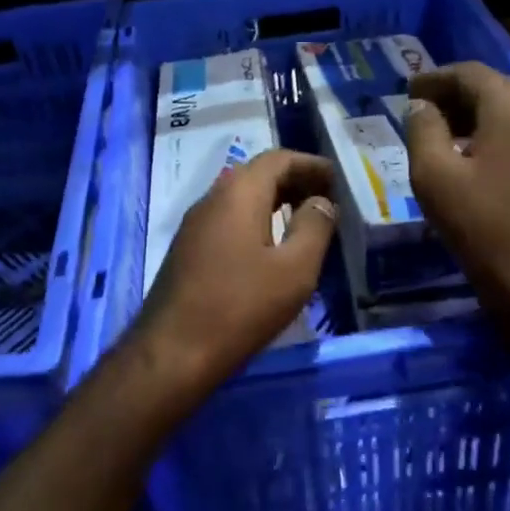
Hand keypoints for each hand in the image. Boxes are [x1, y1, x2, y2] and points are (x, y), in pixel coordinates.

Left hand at [133, 149, 338, 390]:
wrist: (173, 352)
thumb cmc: (241, 307)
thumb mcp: (294, 269)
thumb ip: (314, 227)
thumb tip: (321, 202)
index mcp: (238, 194)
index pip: (277, 159)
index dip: (310, 164)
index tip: (336, 179)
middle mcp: (211, 199)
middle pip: (256, 175)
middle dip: (293, 180)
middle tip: (324, 198)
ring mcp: (194, 226)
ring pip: (239, 198)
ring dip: (273, 201)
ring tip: (303, 220)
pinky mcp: (187, 251)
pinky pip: (227, 220)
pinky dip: (255, 220)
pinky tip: (270, 246)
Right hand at [402, 62, 509, 305]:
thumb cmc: (475, 219)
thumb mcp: (433, 172)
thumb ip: (423, 128)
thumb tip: (422, 106)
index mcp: (509, 108)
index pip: (470, 73)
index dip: (435, 77)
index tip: (407, 89)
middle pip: (489, 88)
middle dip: (451, 92)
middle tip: (416, 106)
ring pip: (501, 111)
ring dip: (466, 113)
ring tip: (432, 129)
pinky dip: (482, 132)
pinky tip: (459, 153)